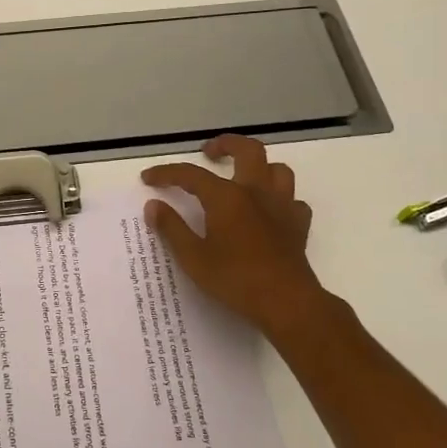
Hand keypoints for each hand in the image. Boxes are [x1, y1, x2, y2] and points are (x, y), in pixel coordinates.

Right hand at [142, 134, 352, 353]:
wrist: (286, 303)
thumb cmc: (235, 280)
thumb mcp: (193, 258)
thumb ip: (171, 228)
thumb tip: (153, 206)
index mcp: (226, 197)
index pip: (190, 174)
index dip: (166, 173)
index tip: (148, 178)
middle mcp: (256, 192)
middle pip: (247, 150)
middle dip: (226, 144)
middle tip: (209, 154)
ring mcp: (282, 206)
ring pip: (277, 170)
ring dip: (259, 167)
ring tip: (243, 177)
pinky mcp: (298, 225)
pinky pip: (293, 201)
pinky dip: (280, 200)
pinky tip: (269, 212)